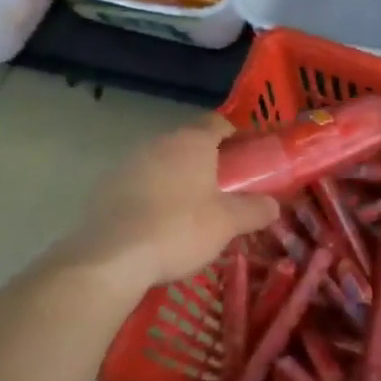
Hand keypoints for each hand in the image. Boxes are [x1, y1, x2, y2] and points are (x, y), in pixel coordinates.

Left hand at [61, 115, 277, 292]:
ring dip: (177, 178)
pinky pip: (139, 184)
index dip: (234, 135)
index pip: (217, 122)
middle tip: (223, 188)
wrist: (112, 257)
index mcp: (191, 142)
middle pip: (188, 143)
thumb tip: (274, 206)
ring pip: (161, 163)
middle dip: (206, 160)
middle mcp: (158, 143)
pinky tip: (157, 223)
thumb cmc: (179, 230)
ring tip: (190, 209)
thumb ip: (254, 210)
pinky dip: (151, 195)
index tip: (247, 155)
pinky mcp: (106, 187)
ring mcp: (128, 163)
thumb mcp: (227, 224)